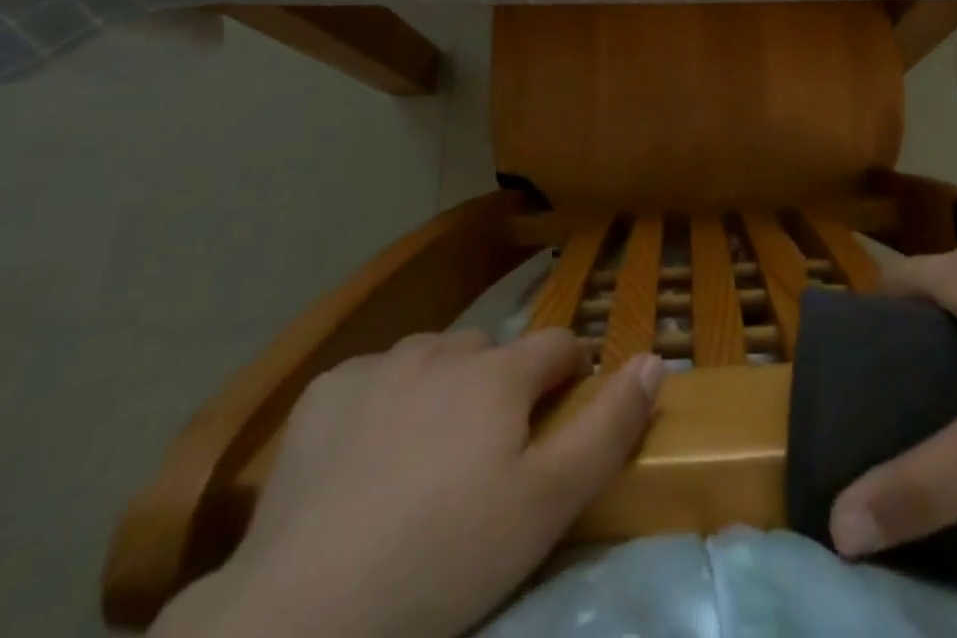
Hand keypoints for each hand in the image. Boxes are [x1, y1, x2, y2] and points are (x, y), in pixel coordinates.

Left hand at [156, 329, 663, 637]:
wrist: (301, 616)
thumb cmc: (443, 563)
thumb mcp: (545, 508)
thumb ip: (609, 428)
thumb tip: (655, 359)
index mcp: (498, 373)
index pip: (556, 344)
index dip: (569, 371)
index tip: (563, 408)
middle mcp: (442, 349)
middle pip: (490, 351)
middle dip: (500, 385)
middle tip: (486, 456)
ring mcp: (378, 365)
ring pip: (431, 359)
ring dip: (442, 389)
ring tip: (425, 460)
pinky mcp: (325, 392)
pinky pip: (372, 379)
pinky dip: (383, 404)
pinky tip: (364, 460)